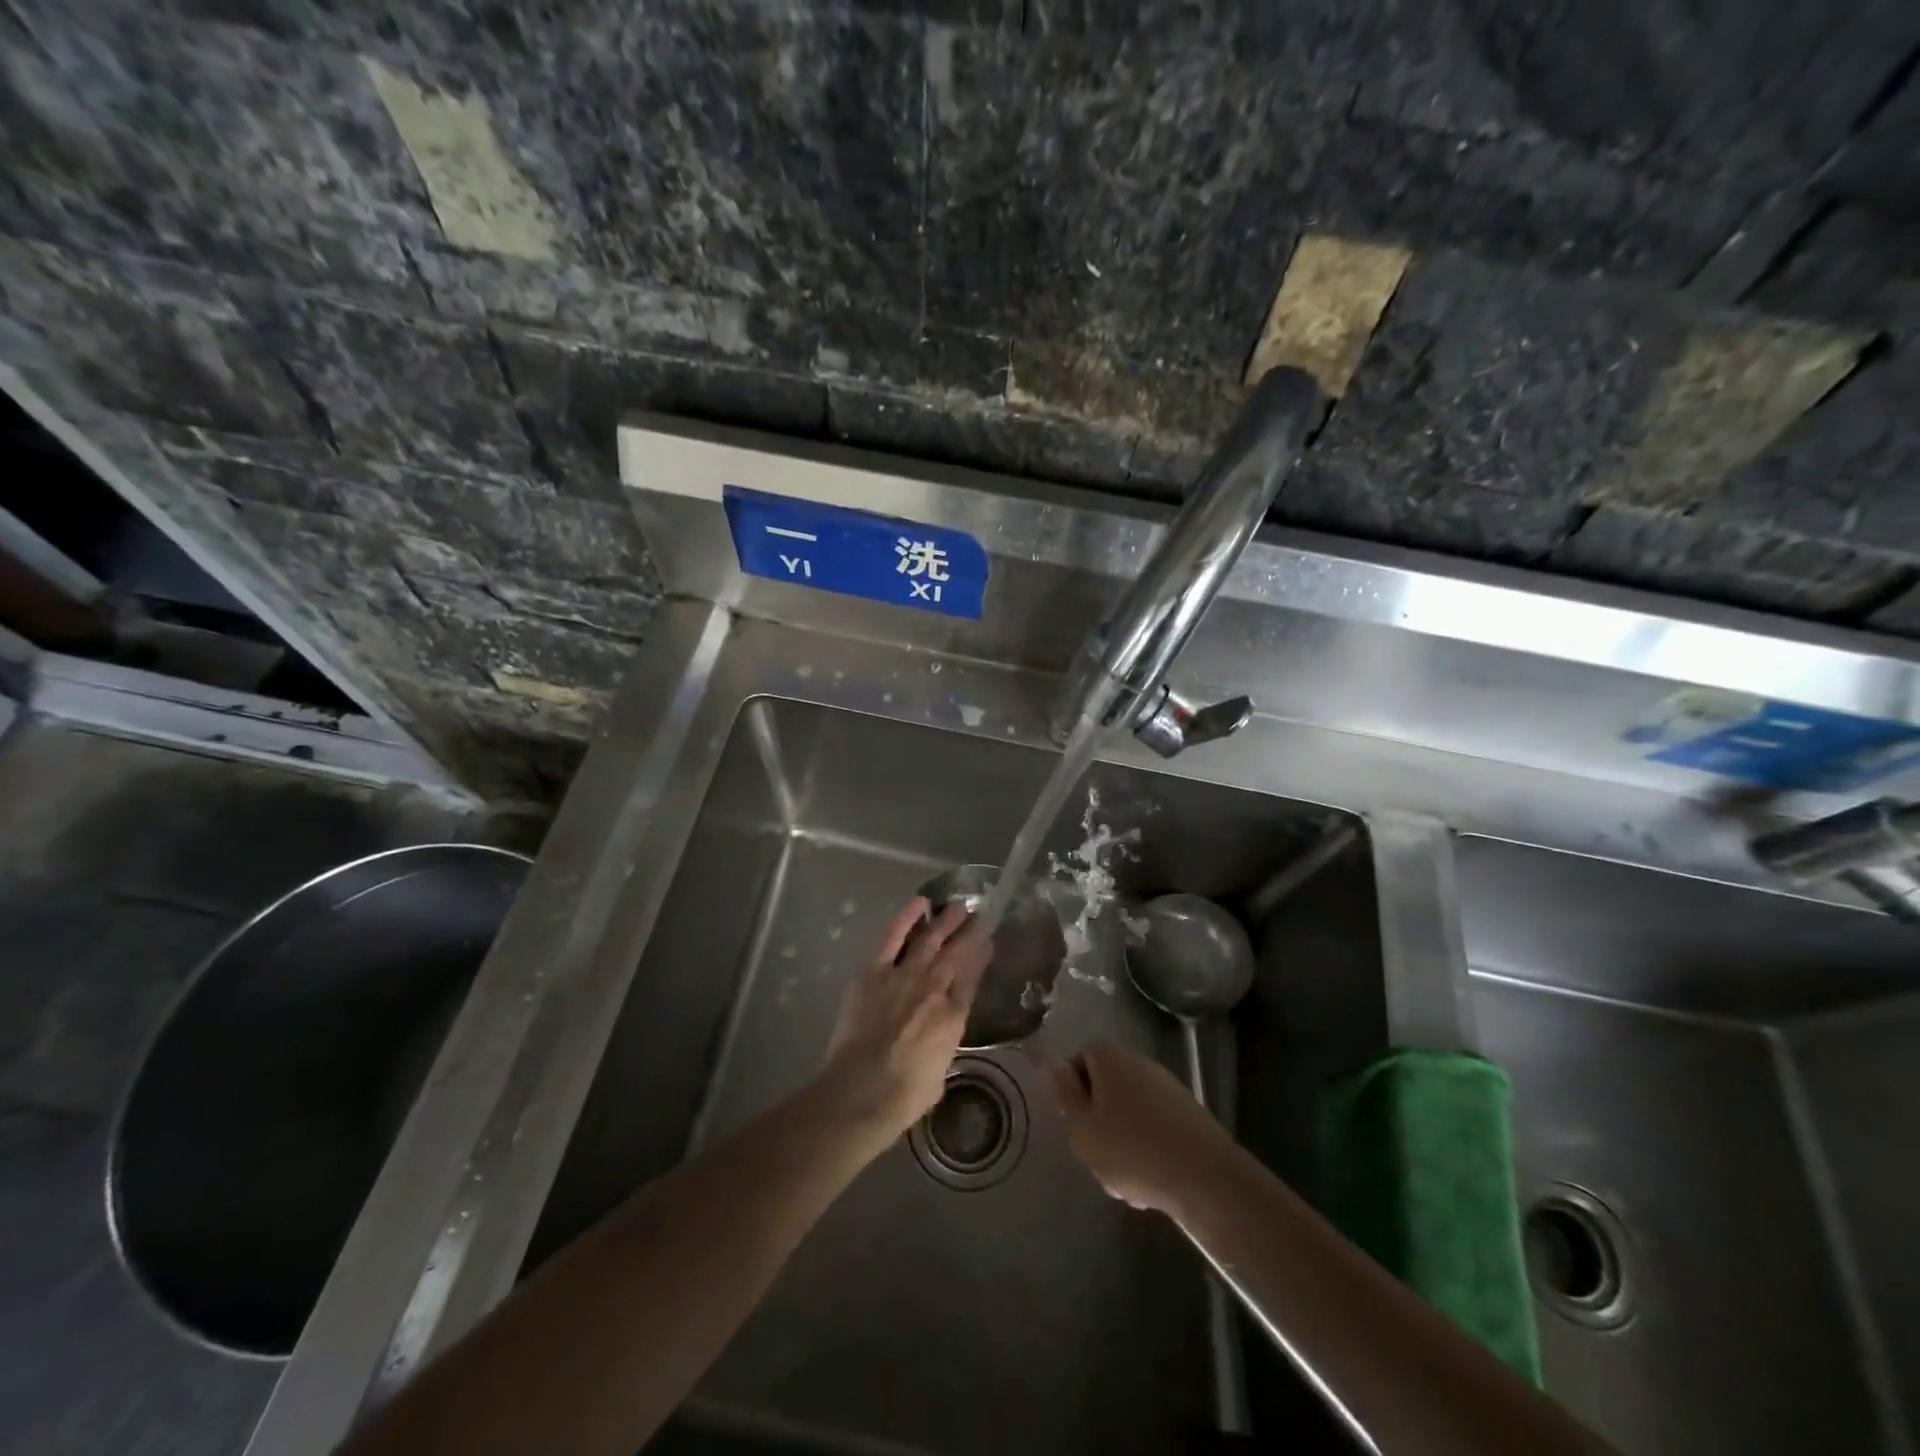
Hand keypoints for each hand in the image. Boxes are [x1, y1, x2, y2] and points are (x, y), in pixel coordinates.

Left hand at [820, 898, 991, 1146]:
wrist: (862, 1090)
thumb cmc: (903, 1096)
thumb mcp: (940, 1073)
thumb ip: (943, 1047)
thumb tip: (939, 1038)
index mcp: (954, 1016)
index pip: (972, 977)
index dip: (981, 956)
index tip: (988, 941)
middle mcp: (934, 989)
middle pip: (956, 953)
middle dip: (969, 932)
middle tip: (978, 915)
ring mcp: (904, 976)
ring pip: (930, 939)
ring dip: (945, 920)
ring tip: (958, 906)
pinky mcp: (874, 972)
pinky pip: (893, 937)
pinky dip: (906, 917)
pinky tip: (919, 903)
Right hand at [1047, 1042, 1236, 1215]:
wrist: (1205, 1177)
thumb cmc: (1132, 1151)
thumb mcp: (1082, 1128)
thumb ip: (1063, 1094)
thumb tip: (1049, 1063)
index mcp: (1109, 1056)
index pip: (1077, 1062)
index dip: (1072, 1095)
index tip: (1077, 1128)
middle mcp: (1137, 1060)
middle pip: (1104, 1087)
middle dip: (1098, 1121)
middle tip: (1098, 1156)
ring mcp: (1165, 1084)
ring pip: (1127, 1111)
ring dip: (1121, 1141)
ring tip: (1126, 1180)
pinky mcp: (1186, 1112)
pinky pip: (1153, 1125)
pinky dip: (1147, 1148)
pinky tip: (1151, 1180)